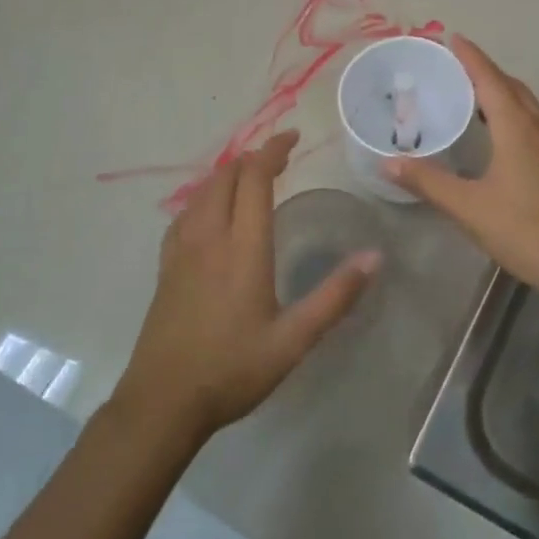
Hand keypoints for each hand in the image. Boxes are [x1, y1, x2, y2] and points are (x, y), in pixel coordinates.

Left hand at [112, 131, 379, 446]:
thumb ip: (335, 297)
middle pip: (225, 178)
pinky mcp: (166, 267)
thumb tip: (375, 257)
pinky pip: (184, 214)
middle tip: (279, 157)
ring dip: (227, 175)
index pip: (254, 180)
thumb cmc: (232, 370)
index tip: (292, 137)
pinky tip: (211, 212)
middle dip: (252, 158)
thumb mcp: (294, 340)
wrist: (163, 401)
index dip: (272, 151)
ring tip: (250, 177)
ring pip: (201, 193)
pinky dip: (204, 197)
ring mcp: (181, 251)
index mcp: (242, 249)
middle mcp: (208, 238)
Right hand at [385, 36, 538, 307]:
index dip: (471, 57)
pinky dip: (516, 115)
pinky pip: (538, 124)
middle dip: (485, 72)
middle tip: (456, 67)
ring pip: (529, 106)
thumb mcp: (469, 208)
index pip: (490, 80)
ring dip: (503, 93)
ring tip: (474, 97)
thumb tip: (388, 163)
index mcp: (518, 129)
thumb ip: (428, 182)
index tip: (452, 37)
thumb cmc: (525, 232)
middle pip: (512, 88)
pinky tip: (504, 137)